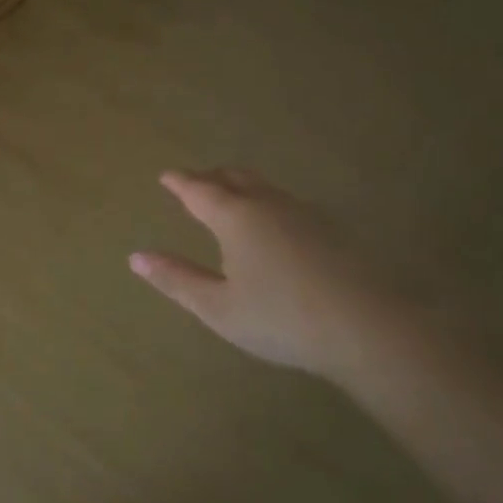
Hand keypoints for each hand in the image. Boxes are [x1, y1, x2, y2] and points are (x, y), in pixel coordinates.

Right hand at [130, 169, 411, 388]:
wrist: (367, 327)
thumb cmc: (280, 318)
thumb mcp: (217, 307)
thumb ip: (176, 279)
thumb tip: (136, 257)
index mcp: (235, 217)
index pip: (199, 189)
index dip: (180, 182)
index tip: (166, 176)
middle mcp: (268, 204)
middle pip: (234, 177)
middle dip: (210, 177)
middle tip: (194, 182)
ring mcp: (304, 212)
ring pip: (264, 186)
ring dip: (240, 185)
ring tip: (230, 197)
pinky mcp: (330, 228)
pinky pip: (286, 202)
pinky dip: (266, 201)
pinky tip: (272, 224)